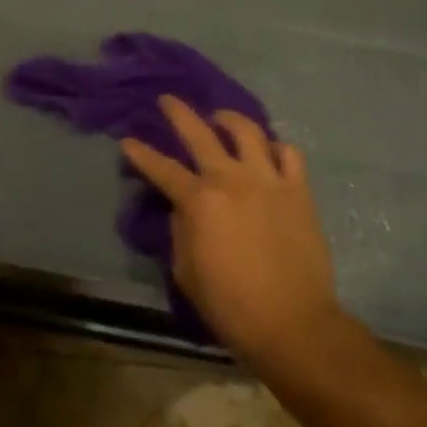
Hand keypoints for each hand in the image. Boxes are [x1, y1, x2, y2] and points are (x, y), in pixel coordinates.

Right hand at [122, 96, 345, 369]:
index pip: (162, 169)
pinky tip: (268, 150)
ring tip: (220, 119)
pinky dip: (276, 146)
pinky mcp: (298, 190)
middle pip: (200, 133)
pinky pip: (289, 153)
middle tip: (168, 100)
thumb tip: (182, 210)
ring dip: (229, 119)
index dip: (141, 154)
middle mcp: (231, 178)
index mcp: (199, 201)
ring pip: (247, 131)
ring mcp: (268, 180)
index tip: (128, 141)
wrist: (294, 326)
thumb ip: (180, 232)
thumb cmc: (232, 306)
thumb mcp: (187, 273)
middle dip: (179, 113)